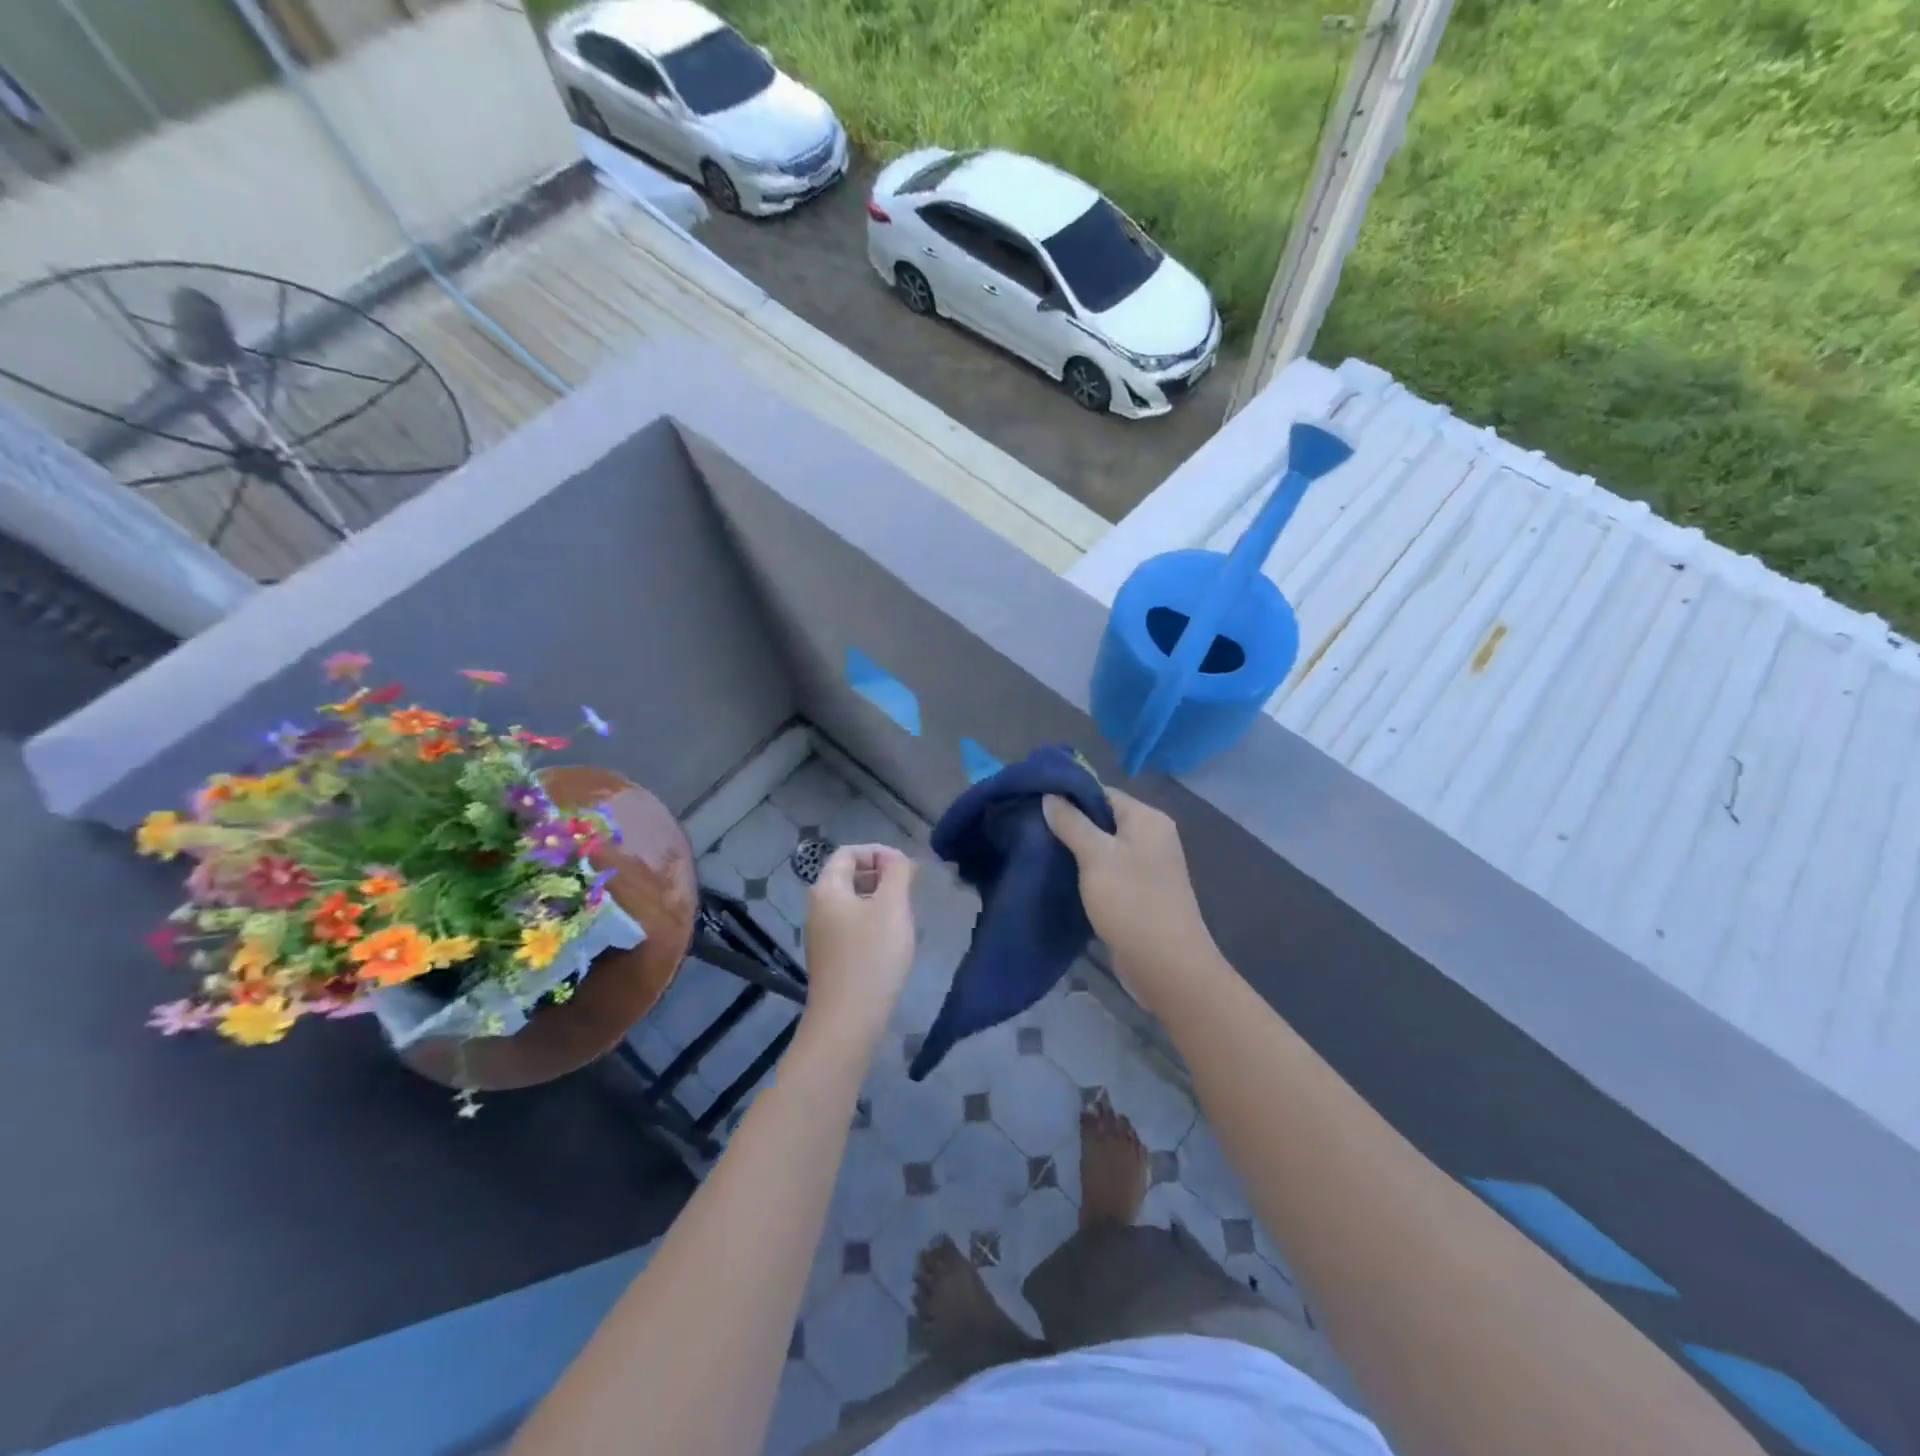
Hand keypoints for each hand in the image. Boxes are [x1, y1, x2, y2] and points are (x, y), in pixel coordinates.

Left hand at [800, 844, 916, 1052]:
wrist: (847, 1020)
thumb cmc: (872, 956)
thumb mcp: (892, 906)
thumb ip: (897, 873)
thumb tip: (896, 859)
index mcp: (827, 889)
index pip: (849, 853)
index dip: (879, 852)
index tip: (906, 867)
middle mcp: (817, 907)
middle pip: (848, 876)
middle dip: (881, 875)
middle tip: (910, 889)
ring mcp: (821, 935)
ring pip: (851, 902)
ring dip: (879, 899)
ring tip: (904, 914)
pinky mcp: (829, 958)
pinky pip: (850, 926)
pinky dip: (871, 922)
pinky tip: (890, 941)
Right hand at [1043, 788, 1213, 1011]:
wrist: (1166, 966)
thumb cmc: (1132, 901)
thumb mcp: (1096, 856)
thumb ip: (1072, 823)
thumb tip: (1050, 795)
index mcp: (1148, 819)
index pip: (1103, 793)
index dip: (1070, 795)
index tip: (1035, 802)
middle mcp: (1152, 837)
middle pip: (1104, 819)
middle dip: (1070, 823)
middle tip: (1031, 827)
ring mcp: (1147, 867)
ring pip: (1103, 847)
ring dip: (1076, 850)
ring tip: (1039, 850)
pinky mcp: (1139, 894)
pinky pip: (1108, 872)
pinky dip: (1086, 872)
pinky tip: (1059, 877)